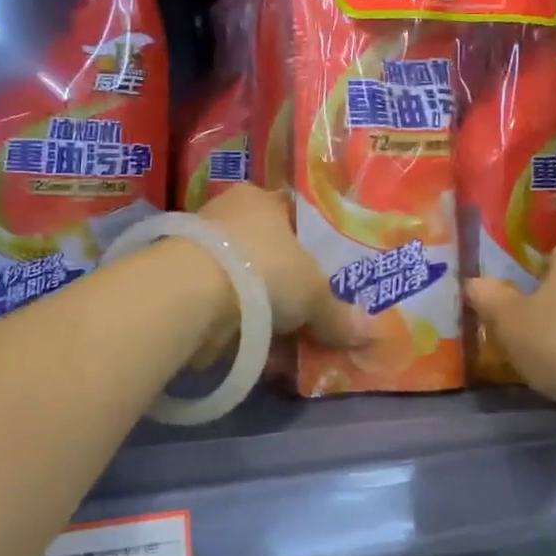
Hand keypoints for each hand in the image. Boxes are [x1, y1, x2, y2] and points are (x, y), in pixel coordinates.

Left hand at [195, 183, 374, 349]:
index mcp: (260, 199)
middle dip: (288, 289)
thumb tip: (374, 333)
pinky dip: (241, 331)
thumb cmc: (263, 269)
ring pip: (246, 286)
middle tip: (312, 316)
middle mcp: (227, 217)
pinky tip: (261, 355)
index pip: (291, 216)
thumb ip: (339, 314)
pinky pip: (224, 310)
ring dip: (265, 315)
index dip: (310, 245)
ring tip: (291, 346)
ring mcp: (201, 252)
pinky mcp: (182, 287)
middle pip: (268, 254)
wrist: (191, 296)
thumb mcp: (313, 293)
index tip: (325, 274)